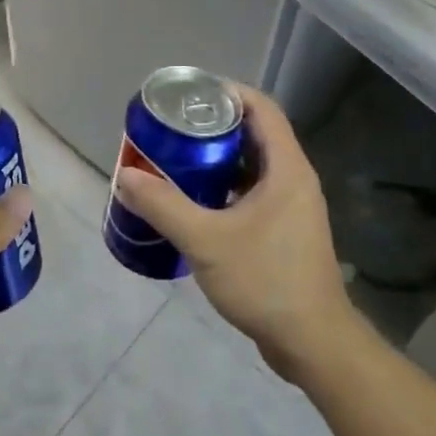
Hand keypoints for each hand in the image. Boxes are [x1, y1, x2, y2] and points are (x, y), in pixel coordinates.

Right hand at [114, 86, 355, 381]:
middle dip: (213, 125)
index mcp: (286, 168)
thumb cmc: (265, 281)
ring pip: (252, 166)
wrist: (312, 343)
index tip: (188, 94)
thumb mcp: (207, 240)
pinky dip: (224, 187)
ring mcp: (291, 207)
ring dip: (217, 158)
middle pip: (254, 134)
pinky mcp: (284, 231)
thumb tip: (124, 175)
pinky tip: (193, 201)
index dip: (227, 92)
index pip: (261, 108)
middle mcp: (294, 179)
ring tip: (176, 159)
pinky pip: (252, 192)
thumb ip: (163, 206)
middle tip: (172, 128)